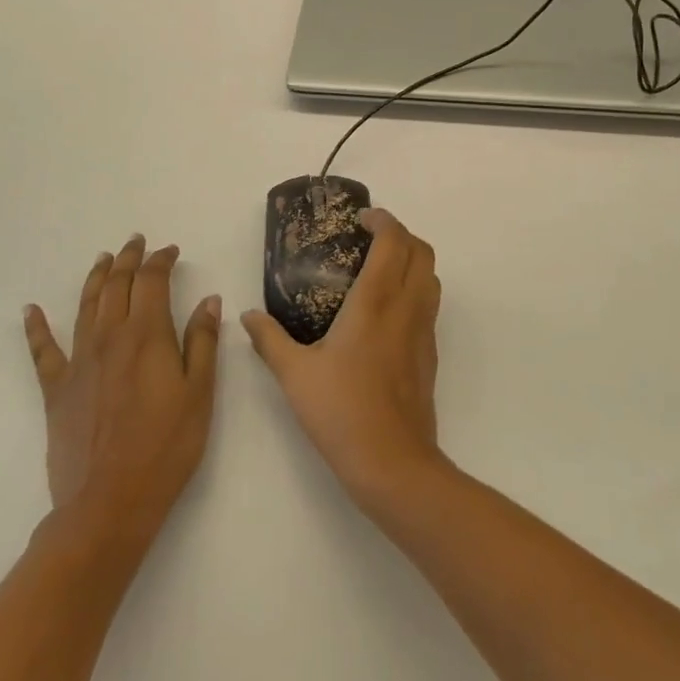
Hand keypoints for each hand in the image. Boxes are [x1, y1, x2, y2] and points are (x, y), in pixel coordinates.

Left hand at [24, 235, 220, 551]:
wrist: (108, 502)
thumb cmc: (166, 447)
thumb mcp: (199, 393)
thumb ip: (203, 342)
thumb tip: (209, 299)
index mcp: (147, 334)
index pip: (152, 281)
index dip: (161, 260)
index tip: (171, 251)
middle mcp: (110, 337)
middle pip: (117, 285)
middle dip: (128, 259)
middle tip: (136, 242)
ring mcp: (79, 361)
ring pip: (86, 306)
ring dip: (95, 278)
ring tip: (102, 259)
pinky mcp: (56, 389)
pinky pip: (43, 350)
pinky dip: (36, 327)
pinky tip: (30, 310)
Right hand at [242, 208, 443, 513]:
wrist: (392, 462)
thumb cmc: (341, 411)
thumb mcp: (294, 374)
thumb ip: (269, 340)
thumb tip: (248, 317)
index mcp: (376, 301)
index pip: (394, 240)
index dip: (383, 220)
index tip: (362, 219)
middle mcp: (407, 306)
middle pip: (422, 250)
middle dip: (401, 233)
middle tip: (370, 238)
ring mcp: (424, 330)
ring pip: (431, 276)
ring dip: (412, 259)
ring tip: (379, 268)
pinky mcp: (430, 352)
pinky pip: (430, 303)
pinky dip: (415, 288)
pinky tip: (386, 311)